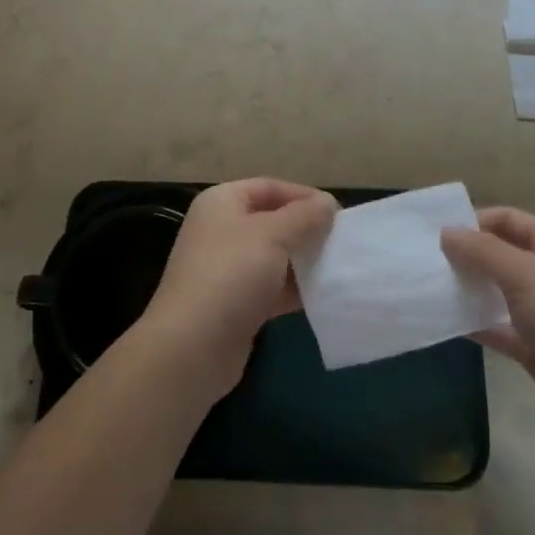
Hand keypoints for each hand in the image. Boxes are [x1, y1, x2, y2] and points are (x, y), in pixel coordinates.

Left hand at [137, 178, 337, 397]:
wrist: (192, 347)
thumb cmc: (231, 275)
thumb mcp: (273, 235)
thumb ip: (304, 216)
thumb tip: (327, 202)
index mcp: (222, 202)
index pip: (269, 187)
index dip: (304, 196)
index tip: (338, 214)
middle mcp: (221, 230)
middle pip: (272, 221)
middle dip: (306, 230)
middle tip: (342, 242)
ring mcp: (226, 269)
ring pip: (274, 256)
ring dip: (303, 262)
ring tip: (338, 268)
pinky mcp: (234, 303)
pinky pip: (271, 287)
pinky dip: (294, 290)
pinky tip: (322, 296)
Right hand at [443, 206, 534, 458]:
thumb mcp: (526, 276)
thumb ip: (482, 251)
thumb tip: (446, 232)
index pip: (509, 220)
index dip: (474, 221)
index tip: (435, 234)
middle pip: (502, 254)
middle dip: (467, 256)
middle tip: (425, 261)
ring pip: (498, 293)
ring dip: (469, 290)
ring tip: (428, 288)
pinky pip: (500, 329)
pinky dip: (477, 324)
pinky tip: (446, 323)